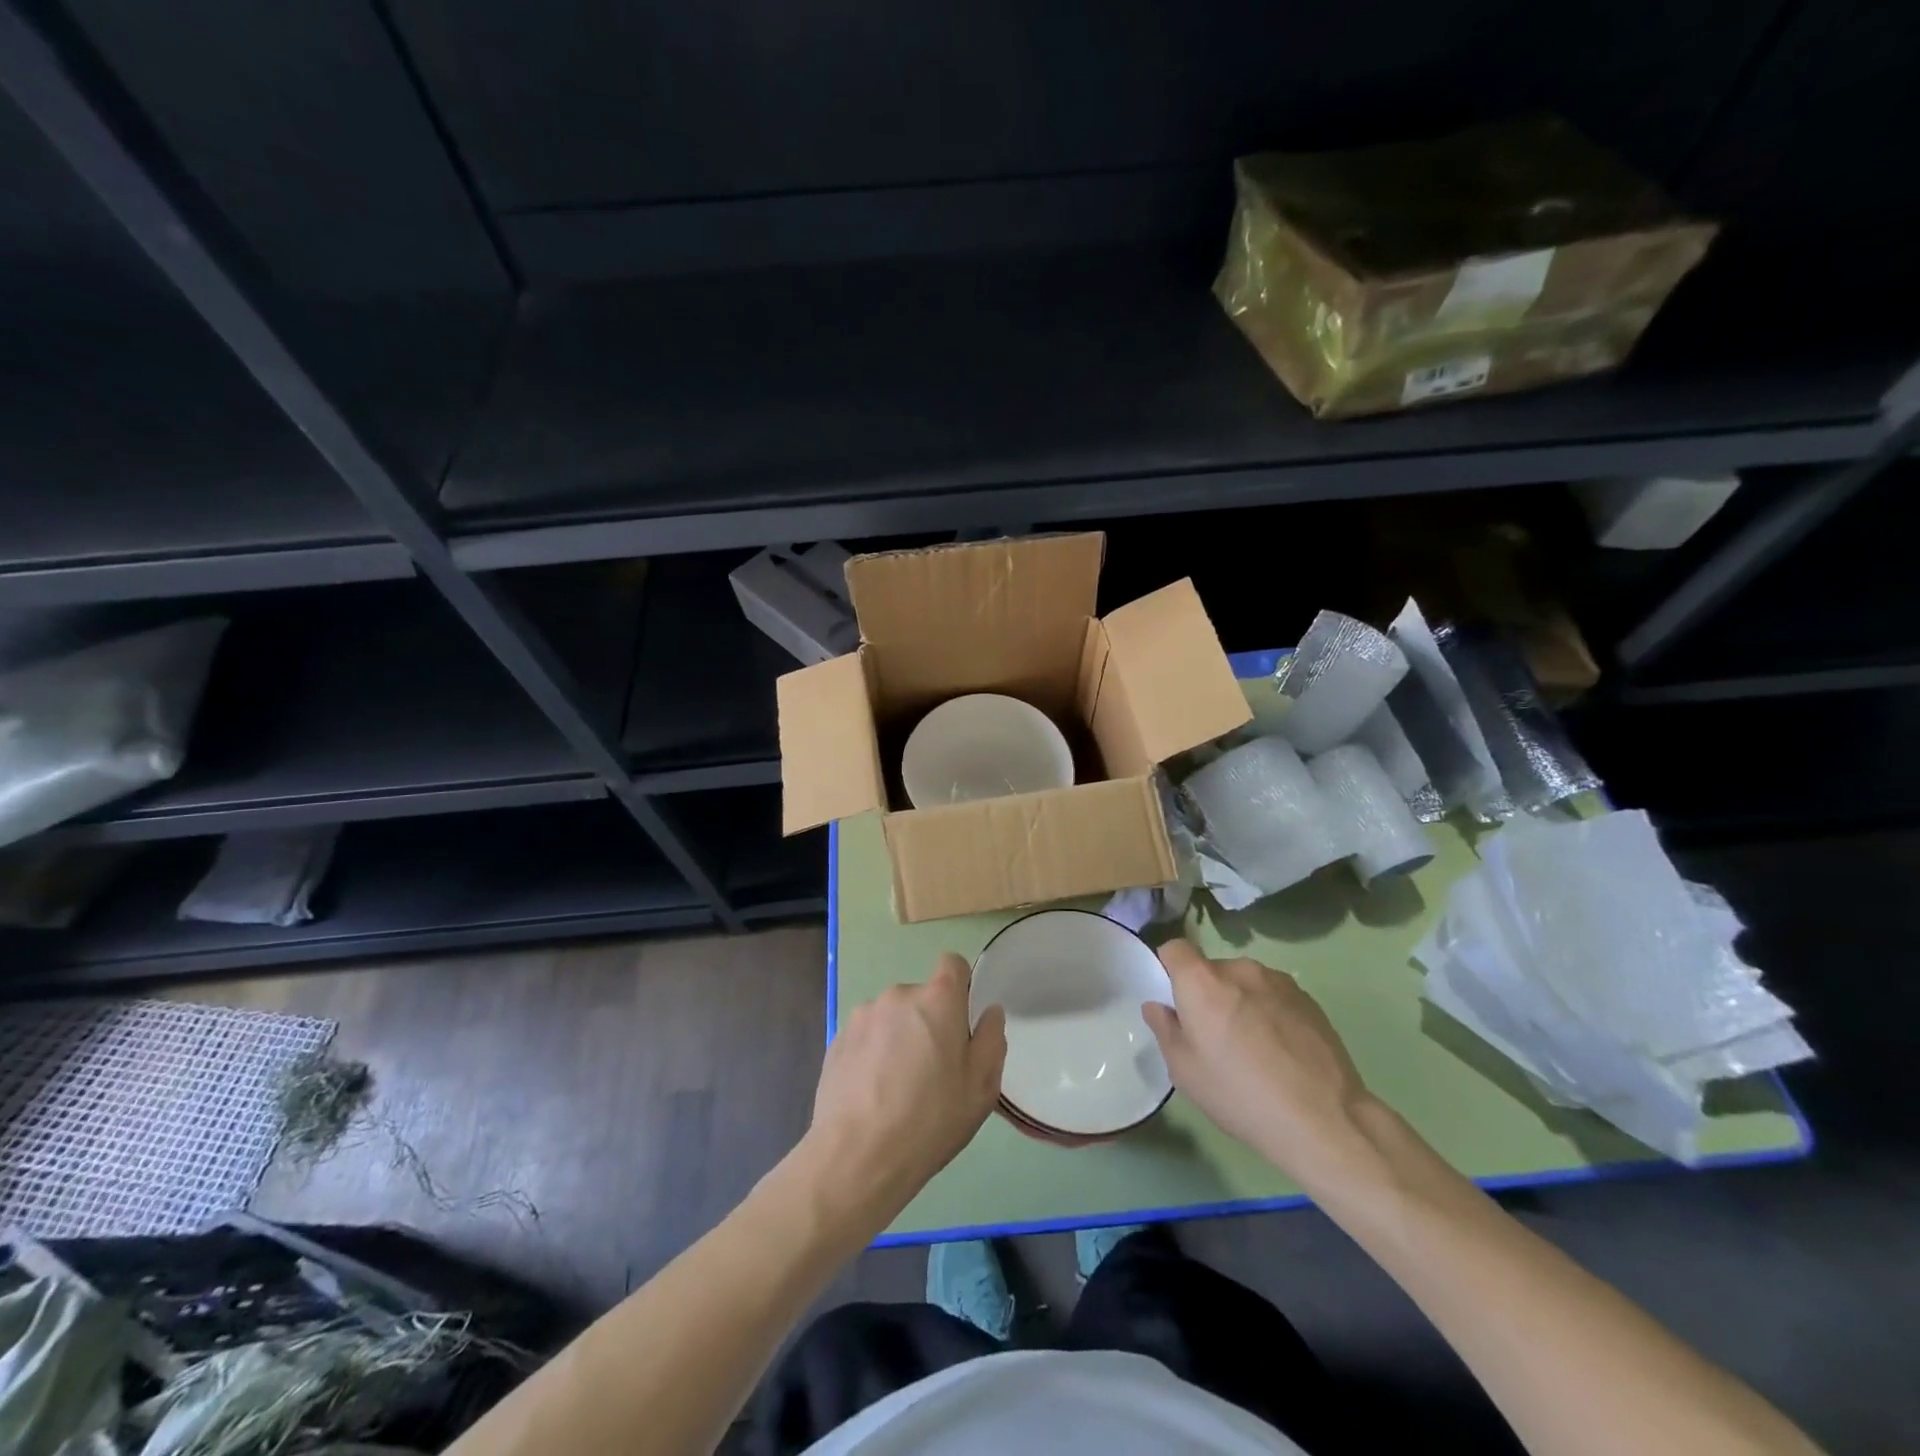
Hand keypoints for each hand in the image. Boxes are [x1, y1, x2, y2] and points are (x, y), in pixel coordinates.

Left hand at [806, 953, 1006, 1220]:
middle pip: (922, 998)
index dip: (961, 987)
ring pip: (893, 1018)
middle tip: (934, 1071)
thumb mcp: (981, 1087)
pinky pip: (867, 1037)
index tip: (961, 1023)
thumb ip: (991, 1039)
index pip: (952, 964)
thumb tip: (989, 1012)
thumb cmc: (930, 1119)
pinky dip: (874, 1055)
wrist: (856, 1156)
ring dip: (900, 1038)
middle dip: (930, 1023)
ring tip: (899, 1088)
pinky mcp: (837, 1039)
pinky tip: (873, 1094)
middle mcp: (898, 995)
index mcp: (937, 999)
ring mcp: (862, 1016)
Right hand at [1144, 939, 1375, 1178]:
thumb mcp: (1185, 1072)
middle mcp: (1239, 969)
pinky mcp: (1308, 999)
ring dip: (1240, 1001)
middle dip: (1207, 992)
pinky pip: (1274, 996)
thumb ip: (1165, 1030)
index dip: (1169, 968)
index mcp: (1203, 981)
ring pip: (1245, 982)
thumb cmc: (1241, 1094)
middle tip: (1214, 1035)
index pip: (1175, 948)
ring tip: (1253, 1046)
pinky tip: (1281, 1052)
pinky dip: (1269, 1012)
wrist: (1324, 1119)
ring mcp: (1278, 981)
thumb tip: (1159, 1006)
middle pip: (1211, 968)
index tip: (1175, 1001)